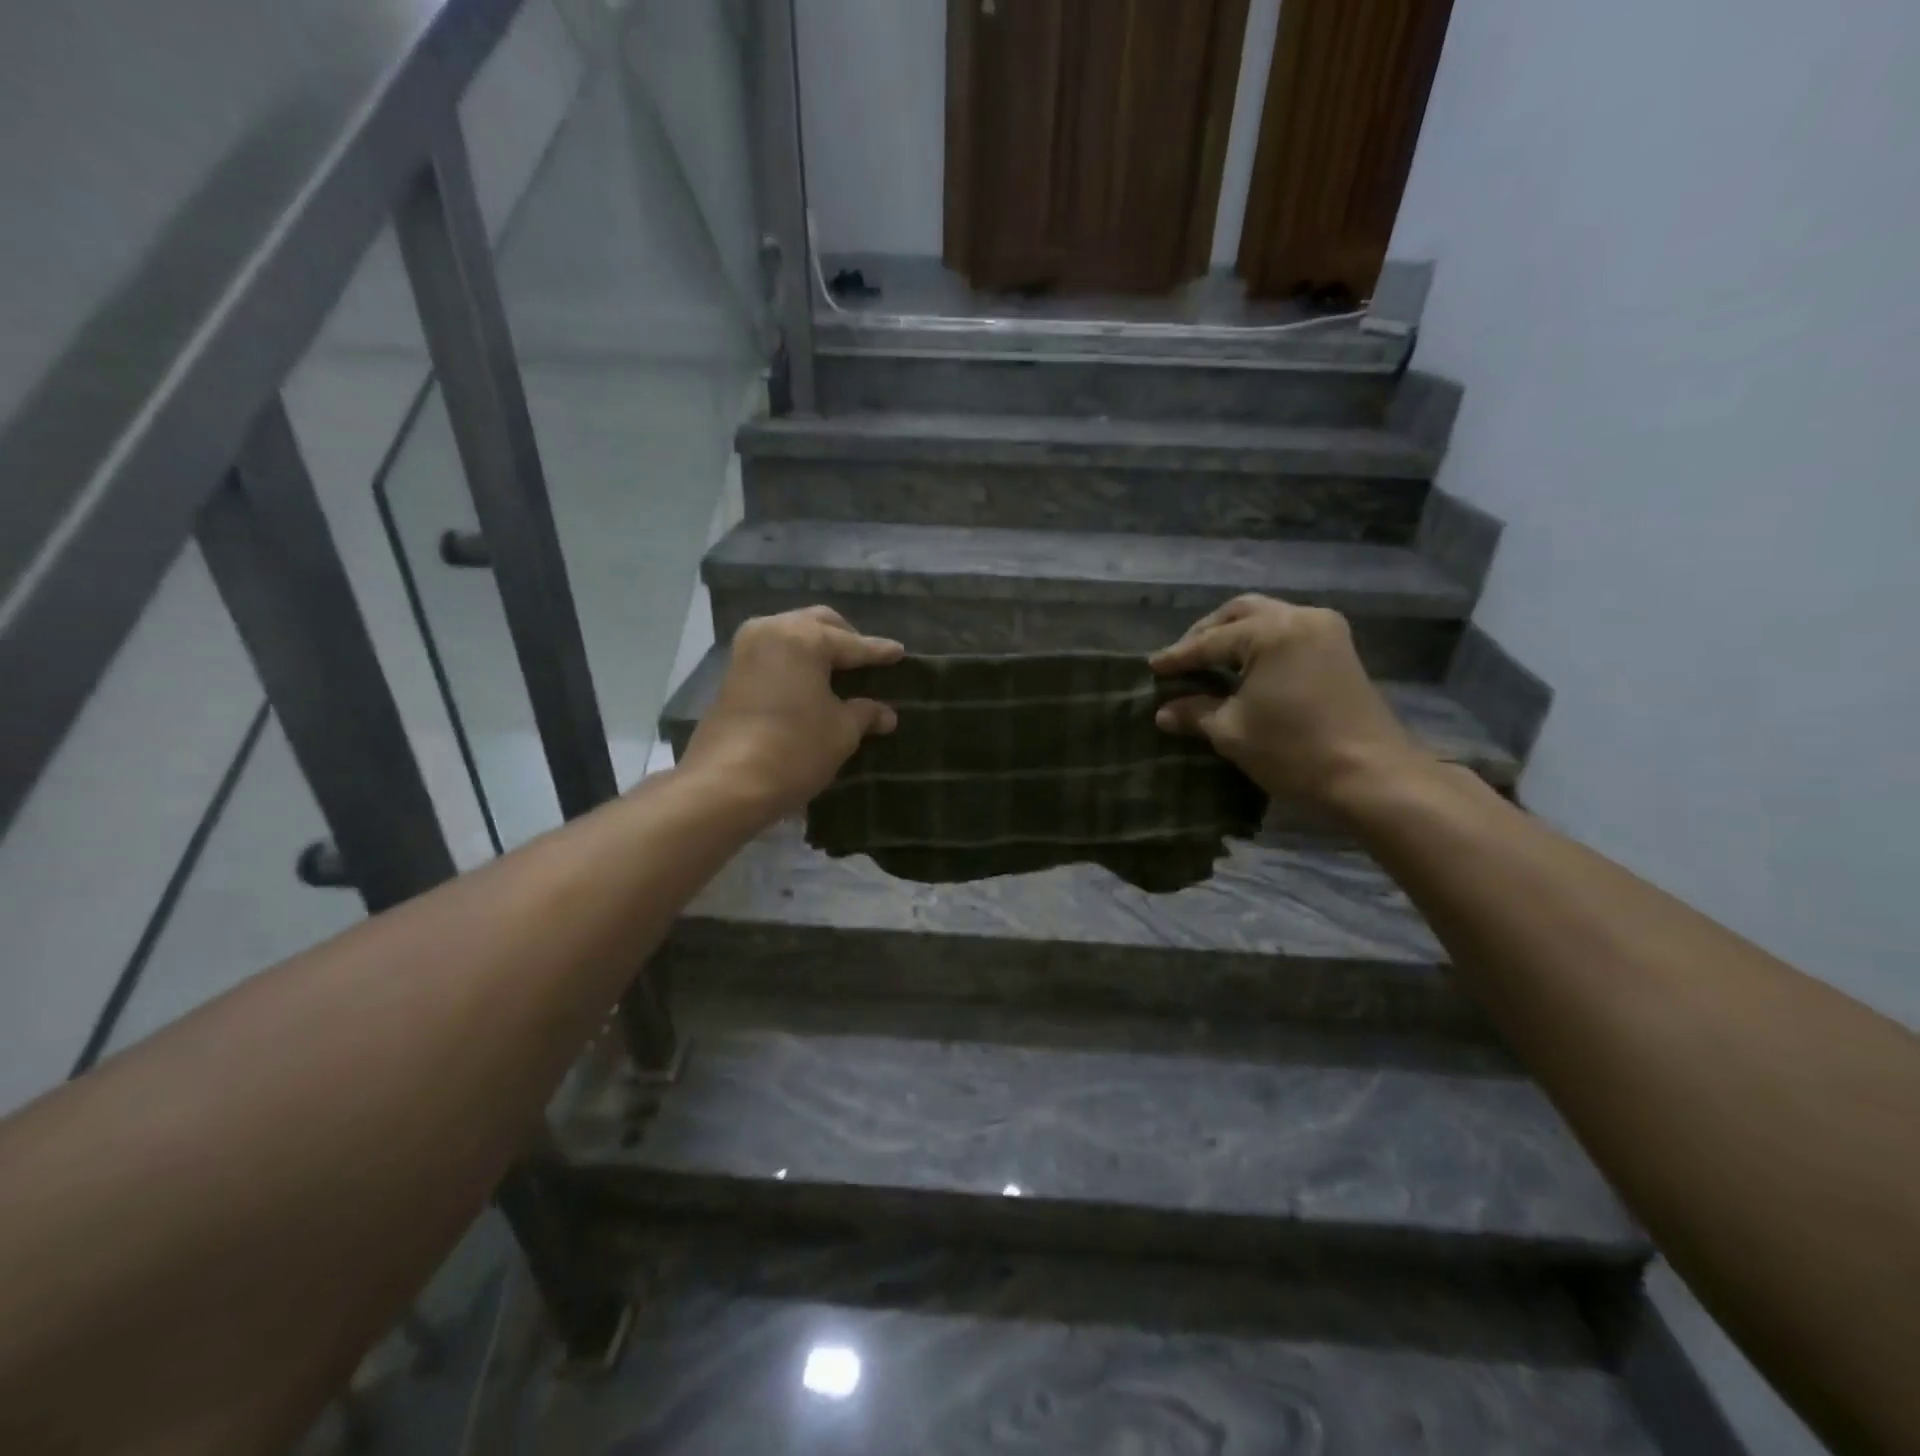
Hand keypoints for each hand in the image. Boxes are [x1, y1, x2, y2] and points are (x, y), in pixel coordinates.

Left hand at [679, 606, 903, 819]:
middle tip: (867, 657)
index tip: (900, 653)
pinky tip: (811, 682)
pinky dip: (796, 662)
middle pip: (818, 624)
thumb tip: (886, 714)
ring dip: (816, 647)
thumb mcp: (841, 732)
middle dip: (845, 638)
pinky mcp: (732, 674)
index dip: (879, 652)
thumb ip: (865, 714)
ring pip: (792, 635)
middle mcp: (772, 631)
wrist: (727, 782)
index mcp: (804, 637)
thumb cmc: (795, 749)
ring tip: (839, 669)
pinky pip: (775, 655)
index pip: (852, 643)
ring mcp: (746, 650)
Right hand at [1150, 594, 1430, 810]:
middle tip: (1182, 658)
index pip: (1211, 640)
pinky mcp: (1340, 651)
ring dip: (1235, 636)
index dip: (1179, 656)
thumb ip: (1195, 713)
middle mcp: (1301, 617)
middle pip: (1241, 612)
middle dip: (1207, 633)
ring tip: (1209, 662)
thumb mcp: (1232, 732)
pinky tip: (1244, 669)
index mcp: (1272, 631)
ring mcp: (1326, 631)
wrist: (1372, 777)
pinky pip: (1289, 633)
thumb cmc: (1294, 751)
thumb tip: (1164, 712)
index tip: (1152, 668)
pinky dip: (1261, 644)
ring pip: (1268, 619)